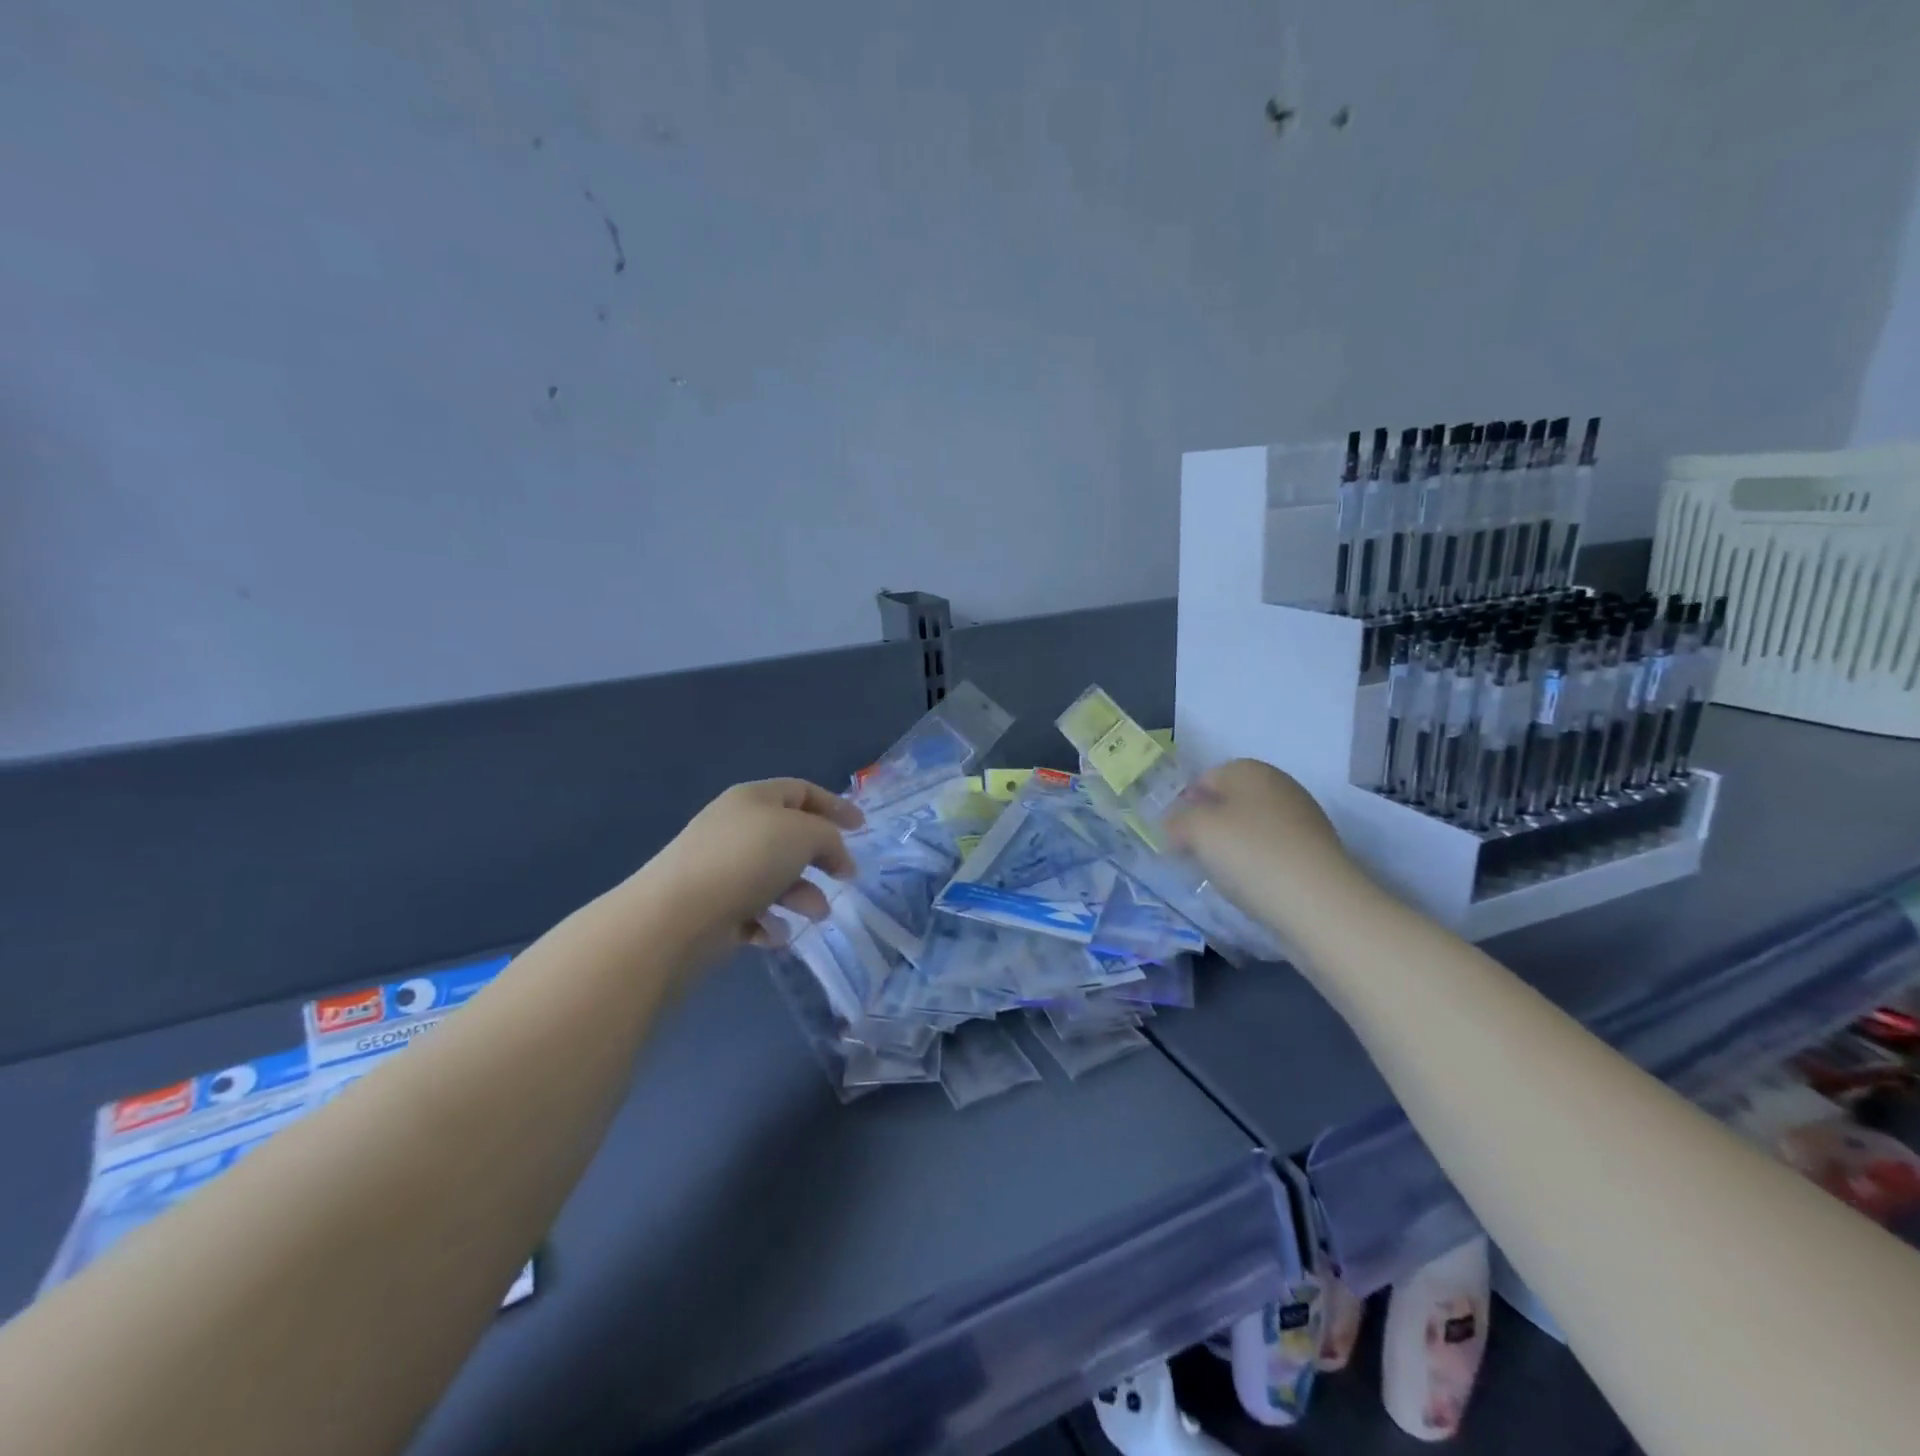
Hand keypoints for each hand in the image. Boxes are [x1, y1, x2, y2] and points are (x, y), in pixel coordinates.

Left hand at [642, 779, 863, 956]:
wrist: (677, 916)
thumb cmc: (747, 860)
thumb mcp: (804, 834)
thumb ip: (829, 838)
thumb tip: (834, 855)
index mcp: (754, 799)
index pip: (801, 791)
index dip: (834, 806)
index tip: (861, 829)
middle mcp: (737, 829)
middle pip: (790, 837)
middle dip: (821, 857)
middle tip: (844, 877)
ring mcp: (722, 869)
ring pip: (776, 878)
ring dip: (803, 896)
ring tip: (816, 914)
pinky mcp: (714, 908)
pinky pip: (754, 912)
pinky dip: (770, 923)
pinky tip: (773, 934)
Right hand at [1165, 759, 1358, 929]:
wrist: (1319, 903)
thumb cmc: (1250, 854)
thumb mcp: (1197, 831)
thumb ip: (1177, 821)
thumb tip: (1174, 825)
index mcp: (1250, 770)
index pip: (1204, 778)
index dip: (1184, 805)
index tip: (1174, 836)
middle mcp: (1279, 786)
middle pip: (1230, 802)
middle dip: (1208, 826)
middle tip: (1193, 855)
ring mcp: (1303, 818)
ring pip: (1251, 827)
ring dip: (1232, 847)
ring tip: (1222, 876)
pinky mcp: (1316, 851)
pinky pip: (1272, 851)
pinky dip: (1257, 864)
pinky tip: (1251, 887)